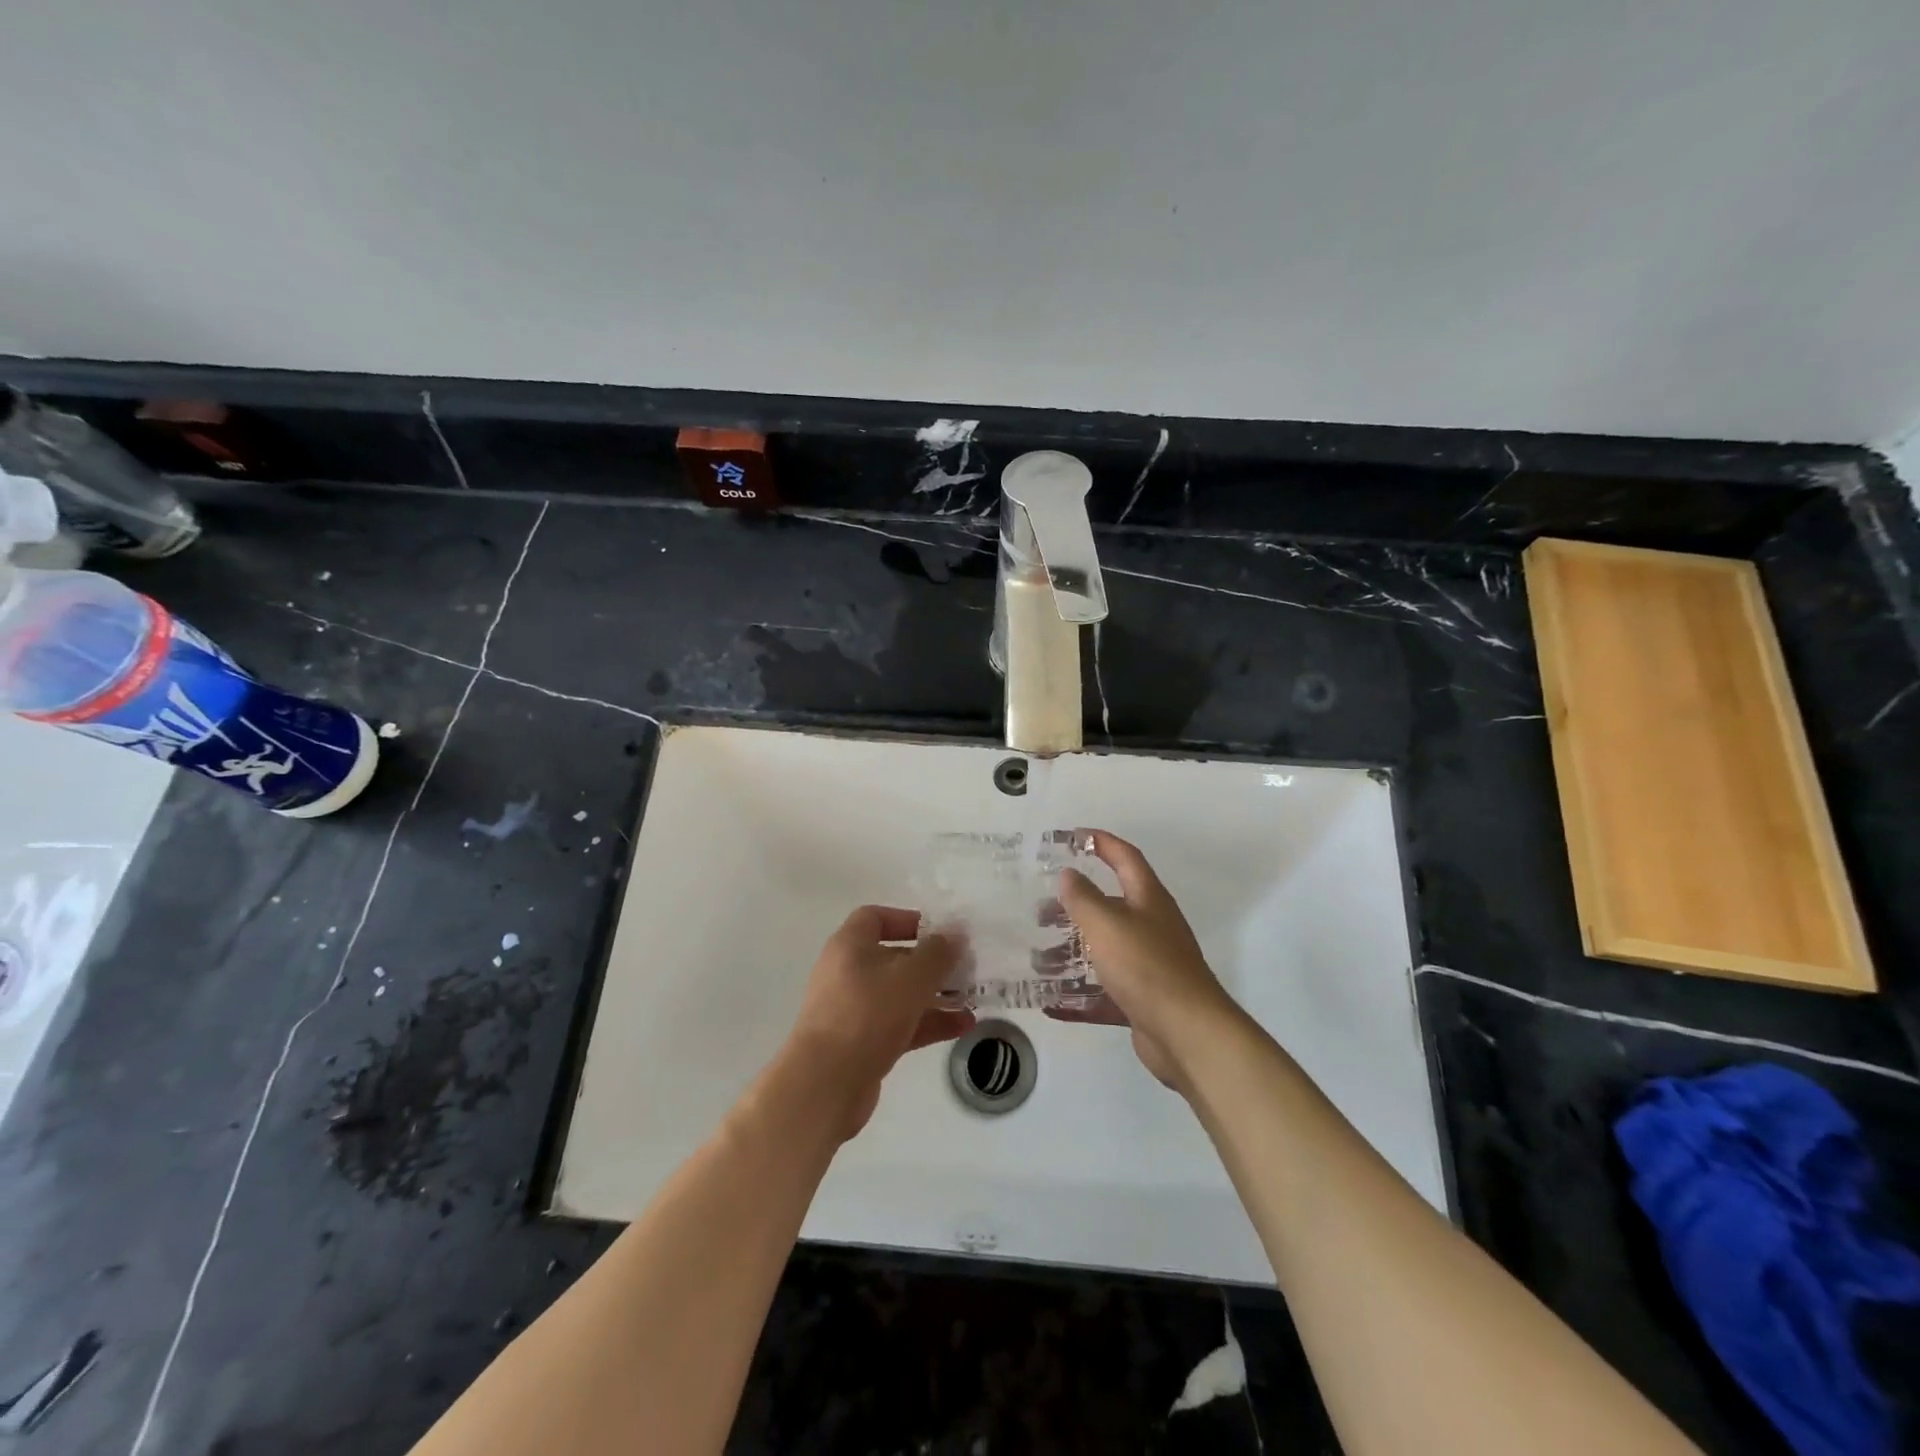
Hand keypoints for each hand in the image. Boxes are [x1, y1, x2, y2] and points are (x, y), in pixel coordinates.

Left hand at [783, 906, 973, 1138]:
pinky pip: (900, 1024)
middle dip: (930, 963)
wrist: (825, 1085)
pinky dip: (928, 1023)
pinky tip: (962, 1027)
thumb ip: (938, 954)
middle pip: (893, 958)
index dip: (907, 919)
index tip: (938, 932)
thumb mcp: (911, 978)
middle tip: (964, 968)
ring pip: (899, 994)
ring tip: (971, 1000)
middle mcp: (847, 973)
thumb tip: (956, 934)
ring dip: (934, 996)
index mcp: (849, 946)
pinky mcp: (861, 1044)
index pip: (874, 918)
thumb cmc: (867, 1014)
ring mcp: (853, 1011)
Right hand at [1044, 830, 1240, 1092]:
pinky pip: (1105, 991)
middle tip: (1040, 912)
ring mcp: (1150, 965)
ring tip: (1038, 960)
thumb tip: (1069, 874)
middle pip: (1110, 906)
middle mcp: (1152, 926)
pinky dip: (1079, 995)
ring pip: (1105, 950)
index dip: (1101, 842)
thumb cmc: (1146, 966)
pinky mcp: (1144, 1000)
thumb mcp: (1106, 924)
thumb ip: (1083, 897)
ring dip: (1072, 953)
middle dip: (1075, 906)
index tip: (1071, 837)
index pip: (1125, 857)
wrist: (1188, 1033)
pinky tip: (1051, 1003)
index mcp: (1148, 899)